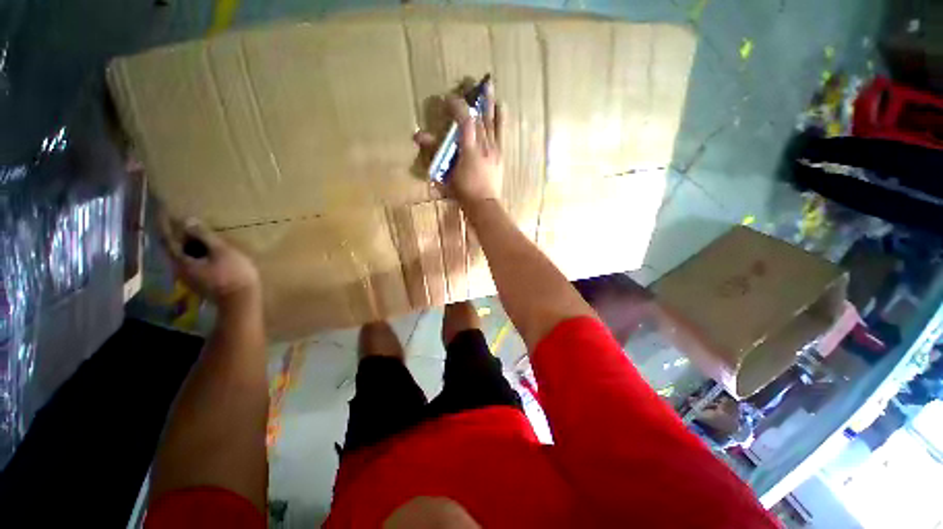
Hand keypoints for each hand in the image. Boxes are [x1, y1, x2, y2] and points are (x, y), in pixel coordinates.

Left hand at [160, 216, 260, 306]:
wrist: (241, 300)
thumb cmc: (233, 274)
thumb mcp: (221, 252)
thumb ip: (204, 236)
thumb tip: (188, 220)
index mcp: (181, 261)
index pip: (167, 238)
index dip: (165, 224)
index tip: (163, 210)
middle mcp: (180, 269)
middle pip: (174, 247)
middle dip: (177, 233)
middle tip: (183, 219)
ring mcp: (190, 277)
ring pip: (184, 255)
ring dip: (188, 243)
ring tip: (197, 232)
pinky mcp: (201, 281)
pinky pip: (193, 262)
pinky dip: (196, 252)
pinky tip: (207, 249)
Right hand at [414, 82, 502, 205]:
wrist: (484, 204)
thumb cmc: (462, 192)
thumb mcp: (445, 173)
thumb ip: (434, 153)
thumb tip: (418, 135)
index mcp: (469, 150)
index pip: (464, 121)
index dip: (456, 106)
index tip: (448, 99)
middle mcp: (483, 146)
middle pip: (478, 118)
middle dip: (471, 99)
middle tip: (467, 82)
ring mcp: (494, 149)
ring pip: (490, 122)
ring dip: (487, 102)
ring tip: (487, 83)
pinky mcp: (500, 153)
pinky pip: (501, 132)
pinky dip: (501, 118)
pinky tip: (501, 105)